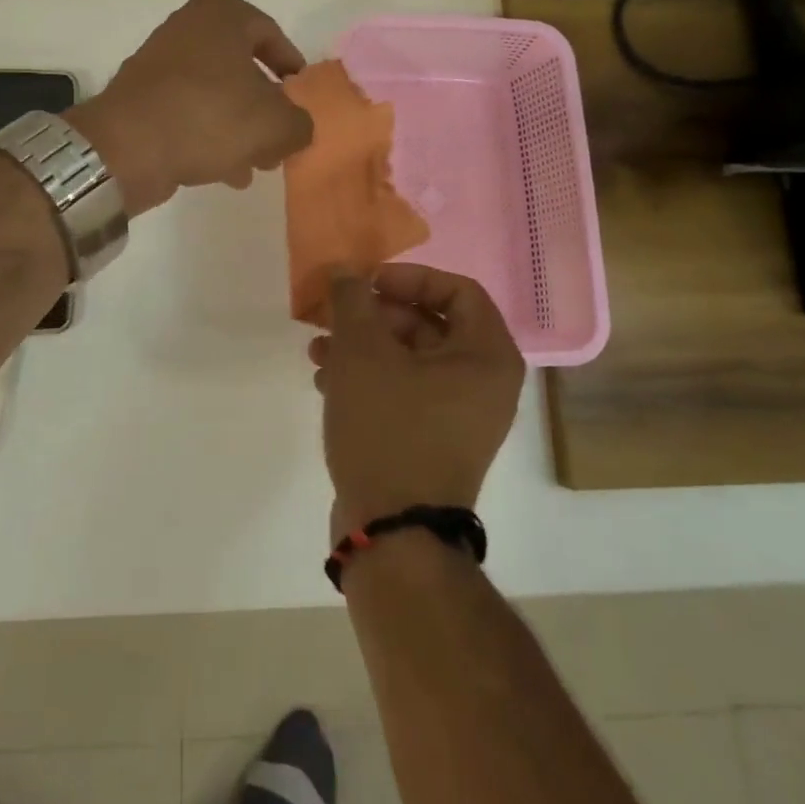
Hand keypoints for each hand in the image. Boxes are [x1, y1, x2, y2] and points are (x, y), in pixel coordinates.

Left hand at [67, 0, 313, 214]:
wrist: (127, 146)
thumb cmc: (209, 118)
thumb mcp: (275, 124)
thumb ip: (300, 124)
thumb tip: (297, 128)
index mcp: (221, 15)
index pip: (272, 35)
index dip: (292, 70)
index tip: (301, 99)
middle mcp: (188, 28)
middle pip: (243, 69)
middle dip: (266, 109)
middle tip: (280, 140)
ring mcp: (160, 62)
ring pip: (217, 94)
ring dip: (240, 129)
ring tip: (257, 166)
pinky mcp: (142, 96)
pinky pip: (189, 111)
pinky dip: (210, 135)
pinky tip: (226, 172)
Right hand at [311, 264, 525, 535]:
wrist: (392, 533)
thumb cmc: (388, 429)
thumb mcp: (363, 353)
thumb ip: (353, 300)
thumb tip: (346, 270)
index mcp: (487, 356)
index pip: (457, 289)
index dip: (408, 277)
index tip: (366, 284)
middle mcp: (484, 383)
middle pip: (428, 323)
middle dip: (373, 315)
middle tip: (332, 315)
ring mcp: (459, 416)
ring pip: (409, 358)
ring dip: (362, 346)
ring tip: (317, 351)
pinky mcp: (433, 440)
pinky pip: (404, 391)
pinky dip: (368, 378)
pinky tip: (325, 381)